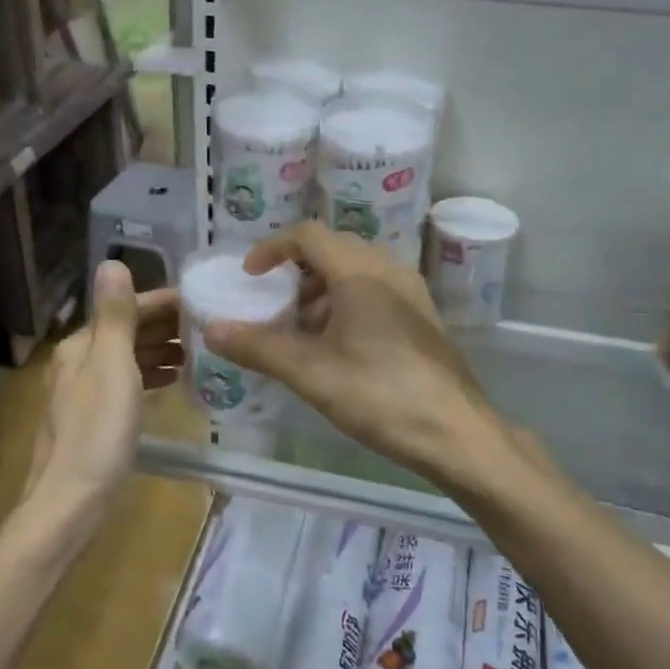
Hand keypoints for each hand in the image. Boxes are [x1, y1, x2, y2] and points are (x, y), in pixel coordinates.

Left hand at [24, 261, 180, 525]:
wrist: (71, 504)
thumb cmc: (98, 432)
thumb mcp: (112, 367)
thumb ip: (116, 316)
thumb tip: (112, 261)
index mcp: (81, 346)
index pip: (127, 309)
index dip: (165, 302)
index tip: (205, 302)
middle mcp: (79, 363)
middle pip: (127, 332)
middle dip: (167, 326)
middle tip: (212, 326)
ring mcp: (86, 394)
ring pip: (129, 359)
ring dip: (162, 350)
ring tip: (201, 352)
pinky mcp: (96, 421)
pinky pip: (130, 385)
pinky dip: (152, 376)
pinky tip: (174, 382)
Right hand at [203, 223, 514, 489]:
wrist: (457, 433)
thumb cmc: (380, 396)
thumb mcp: (311, 373)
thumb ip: (259, 347)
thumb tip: (211, 329)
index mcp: (360, 272)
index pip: (308, 235)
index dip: (272, 249)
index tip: (250, 276)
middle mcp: (388, 269)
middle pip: (332, 249)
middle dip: (296, 272)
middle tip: (274, 305)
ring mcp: (411, 291)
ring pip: (355, 271)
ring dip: (321, 290)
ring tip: (302, 331)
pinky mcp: (422, 316)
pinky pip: (375, 290)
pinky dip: (346, 303)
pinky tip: (338, 346)